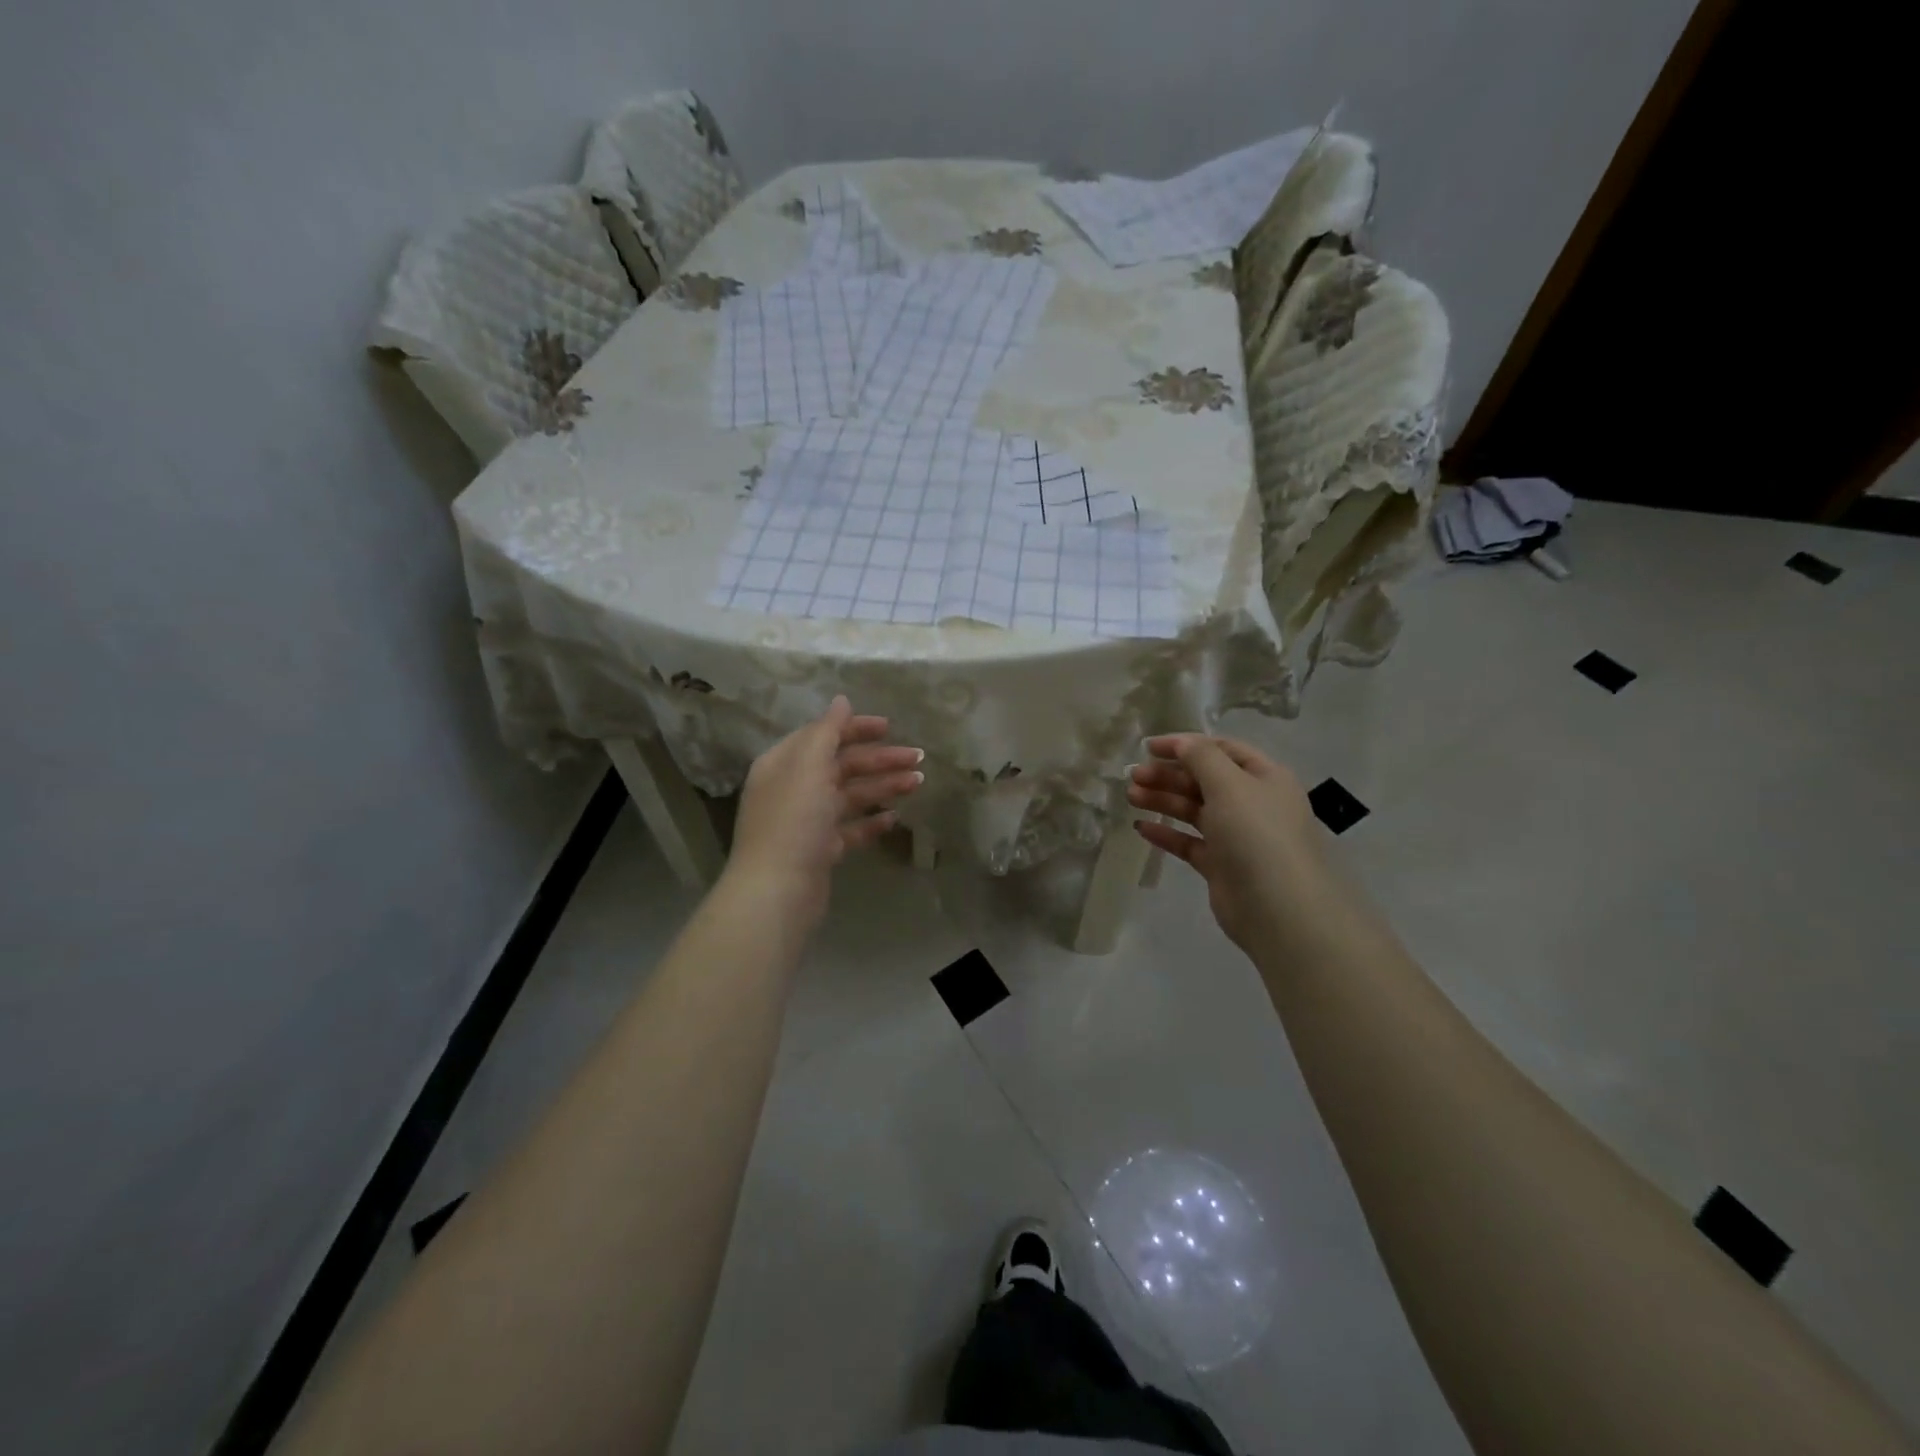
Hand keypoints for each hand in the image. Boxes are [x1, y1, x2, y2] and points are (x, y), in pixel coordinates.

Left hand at [724, 696, 923, 931]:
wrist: (778, 891)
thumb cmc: (793, 821)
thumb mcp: (808, 767)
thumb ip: (826, 731)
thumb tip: (841, 700)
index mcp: (784, 763)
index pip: (822, 735)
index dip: (855, 728)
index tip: (890, 727)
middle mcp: (794, 788)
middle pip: (841, 765)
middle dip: (879, 760)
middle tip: (918, 758)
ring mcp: (807, 821)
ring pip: (850, 796)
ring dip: (883, 787)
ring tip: (918, 783)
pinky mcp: (820, 850)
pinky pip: (850, 829)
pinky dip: (871, 821)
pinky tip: (894, 819)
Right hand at [1128, 734, 1329, 952]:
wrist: (1280, 910)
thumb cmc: (1257, 835)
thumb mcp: (1230, 785)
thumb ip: (1201, 758)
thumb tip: (1181, 742)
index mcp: (1264, 777)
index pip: (1221, 749)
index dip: (1185, 745)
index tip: (1148, 747)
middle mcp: (1252, 802)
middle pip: (1204, 779)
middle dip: (1168, 774)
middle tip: (1133, 776)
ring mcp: (1236, 836)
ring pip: (1194, 809)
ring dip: (1163, 800)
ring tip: (1131, 797)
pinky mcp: (1221, 865)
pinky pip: (1189, 842)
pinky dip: (1166, 833)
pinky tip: (1141, 828)